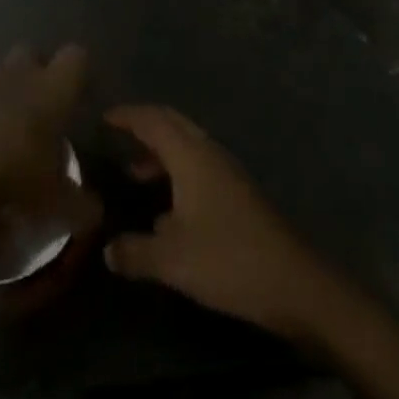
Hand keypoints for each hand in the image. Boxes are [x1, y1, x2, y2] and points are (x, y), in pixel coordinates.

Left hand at [0, 46, 92, 228]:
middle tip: (33, 108)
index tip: (73, 95)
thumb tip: (96, 213)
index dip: (75, 72)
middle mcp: (18, 73)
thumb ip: (78, 204)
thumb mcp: (53, 200)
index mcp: (52, 89)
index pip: (76, 57)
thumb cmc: (12, 175)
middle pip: (31, 52)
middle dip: (32, 72)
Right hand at [101, 105, 335, 339]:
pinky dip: (177, 173)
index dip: (128, 116)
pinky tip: (166, 210)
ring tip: (134, 173)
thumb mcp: (171, 260)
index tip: (104, 117)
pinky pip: (199, 168)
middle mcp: (210, 154)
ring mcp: (228, 174)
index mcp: (192, 156)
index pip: (154, 121)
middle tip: (118, 134)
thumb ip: (135, 251)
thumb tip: (108, 250)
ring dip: (161, 153)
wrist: (293, 282)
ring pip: (188, 147)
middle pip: (174, 125)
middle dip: (145, 125)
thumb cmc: (228, 259)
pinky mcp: (239, 195)